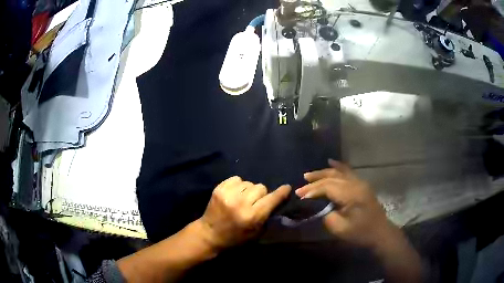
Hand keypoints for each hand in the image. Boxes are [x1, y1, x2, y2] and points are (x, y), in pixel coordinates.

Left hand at [199, 176, 290, 249]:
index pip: (272, 199)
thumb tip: (275, 199)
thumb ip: (267, 215)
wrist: (209, 234)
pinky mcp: (219, 189)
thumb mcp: (256, 232)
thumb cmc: (235, 237)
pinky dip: (238, 185)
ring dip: (249, 190)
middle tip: (255, 202)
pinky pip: (236, 179)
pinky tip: (235, 193)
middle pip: (261, 187)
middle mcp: (241, 203)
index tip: (286, 187)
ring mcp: (228, 194)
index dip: (281, 192)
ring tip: (243, 198)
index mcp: (252, 216)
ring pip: (249, 183)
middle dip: (261, 194)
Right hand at [295, 159, 399, 249]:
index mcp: (351, 195)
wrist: (380, 232)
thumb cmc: (361, 233)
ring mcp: (360, 182)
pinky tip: (331, 162)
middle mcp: (356, 184)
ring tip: (309, 175)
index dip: (313, 190)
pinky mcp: (362, 185)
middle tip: (301, 185)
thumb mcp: (340, 228)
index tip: (300, 195)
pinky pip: (348, 172)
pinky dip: (338, 167)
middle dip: (315, 181)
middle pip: (332, 178)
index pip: (328, 187)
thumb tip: (320, 206)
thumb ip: (327, 215)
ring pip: (339, 172)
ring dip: (323, 173)